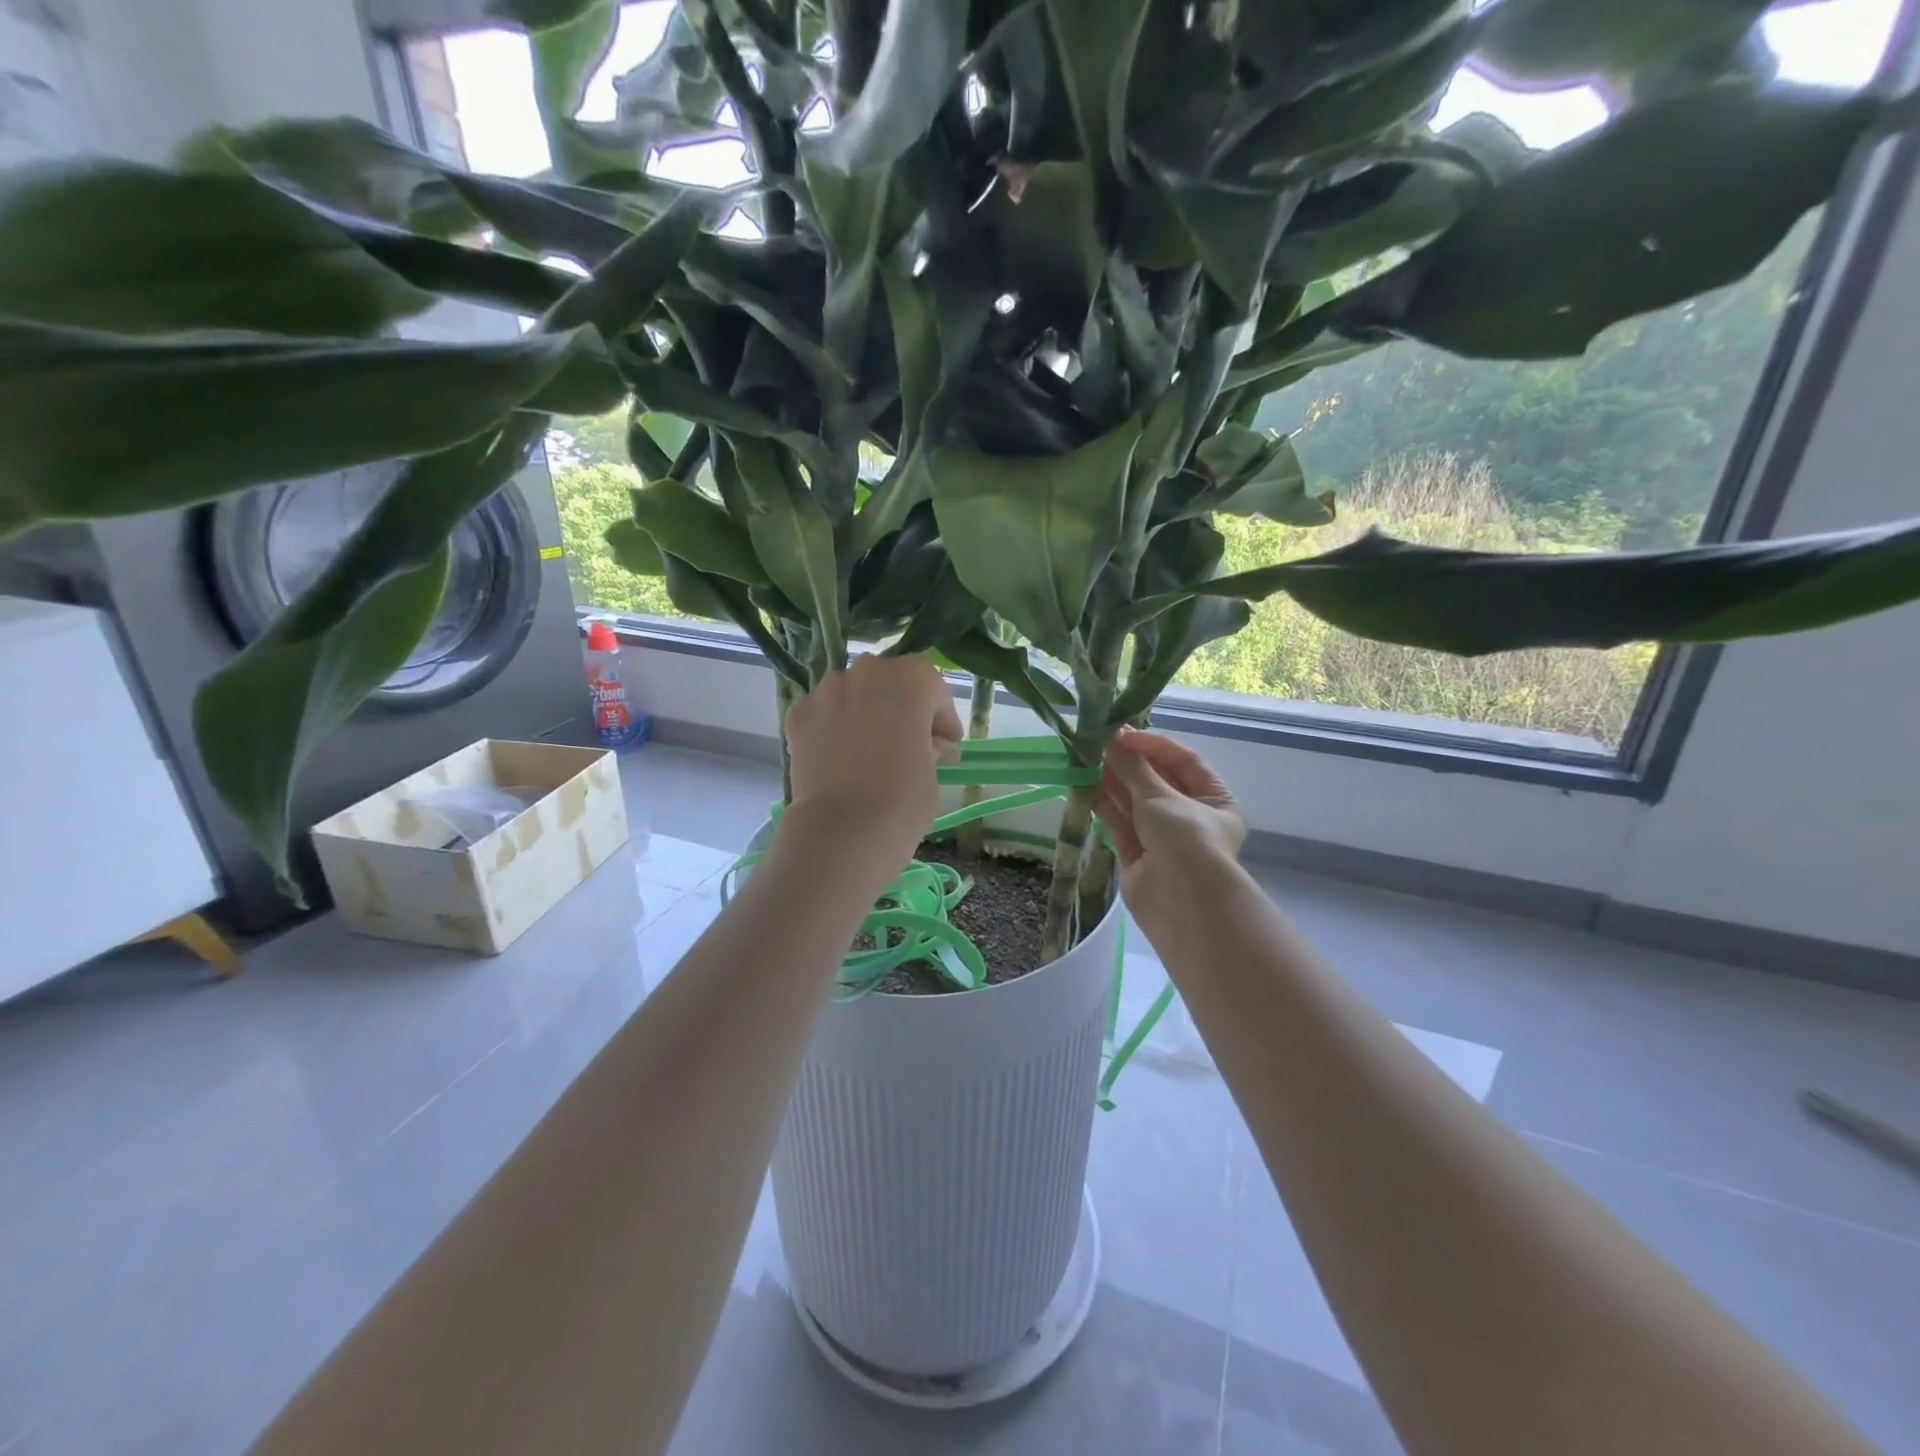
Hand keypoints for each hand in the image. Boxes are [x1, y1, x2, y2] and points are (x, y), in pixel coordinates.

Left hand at [780, 654, 962, 870]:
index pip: (931, 685)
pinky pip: (825, 712)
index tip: (947, 742)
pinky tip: (840, 756)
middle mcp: (866, 674)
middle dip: (901, 706)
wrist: (842, 830)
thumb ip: (932, 748)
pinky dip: (834, 726)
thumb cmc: (903, 800)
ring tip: (870, 748)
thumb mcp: (932, 772)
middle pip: (890, 681)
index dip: (941, 714)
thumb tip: (935, 746)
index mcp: (909, 681)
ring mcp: (826, 691)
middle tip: (911, 740)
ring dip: (865, 711)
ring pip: (853, 692)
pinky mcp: (799, 714)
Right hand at [1095, 728, 1246, 925]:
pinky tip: (1083, 786)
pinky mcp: (1137, 856)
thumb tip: (1111, 738)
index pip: (1183, 760)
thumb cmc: (1186, 839)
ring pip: (1133, 802)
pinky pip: (1119, 824)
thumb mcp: (1160, 796)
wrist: (1184, 905)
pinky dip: (1103, 805)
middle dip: (1127, 763)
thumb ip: (1132, 767)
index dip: (1152, 744)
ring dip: (1111, 781)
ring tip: (1084, 759)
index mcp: (1214, 799)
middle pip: (1155, 781)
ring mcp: (1162, 838)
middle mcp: (1190, 817)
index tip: (1122, 734)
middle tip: (1097, 743)